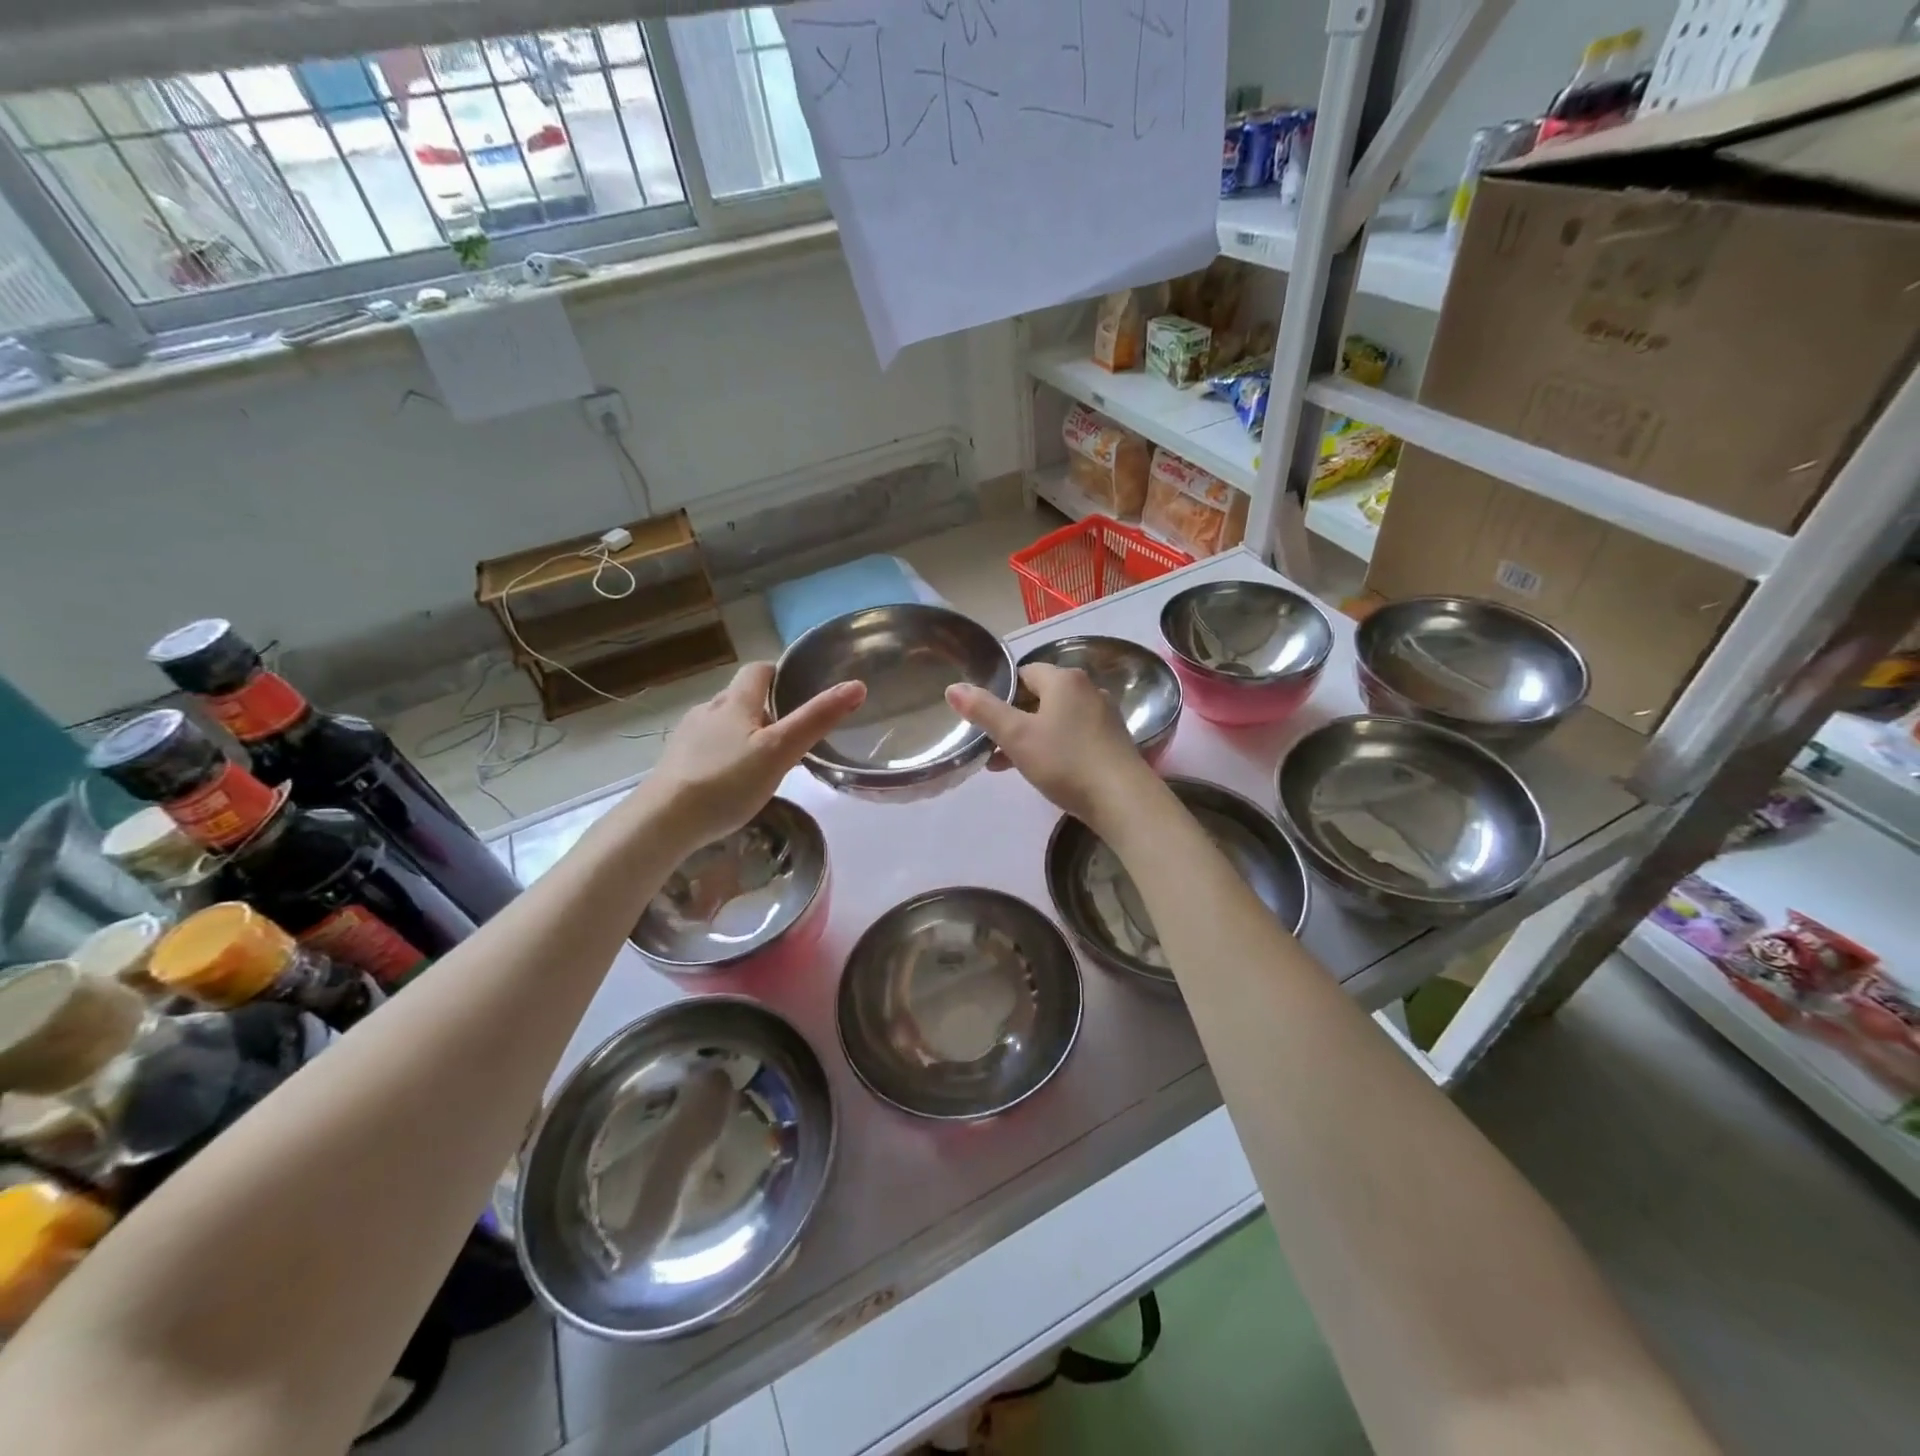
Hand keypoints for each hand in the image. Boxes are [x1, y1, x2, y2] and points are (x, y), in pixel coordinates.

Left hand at [647, 662, 864, 847]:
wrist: (663, 821)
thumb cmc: (726, 781)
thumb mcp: (780, 751)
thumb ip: (817, 719)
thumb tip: (856, 685)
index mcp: (735, 702)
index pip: (758, 670)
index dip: (780, 674)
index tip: (800, 690)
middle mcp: (709, 710)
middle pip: (742, 697)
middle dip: (767, 708)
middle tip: (793, 732)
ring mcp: (689, 737)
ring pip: (725, 723)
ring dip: (746, 732)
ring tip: (767, 759)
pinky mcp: (677, 763)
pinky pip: (709, 747)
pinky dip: (726, 754)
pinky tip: (734, 780)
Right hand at [946, 663, 1159, 828]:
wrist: (1122, 799)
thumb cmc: (1065, 761)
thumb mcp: (1016, 736)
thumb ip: (984, 710)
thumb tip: (953, 687)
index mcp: (1065, 679)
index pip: (1024, 673)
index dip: (1001, 693)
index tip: (984, 718)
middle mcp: (1088, 689)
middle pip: (1040, 696)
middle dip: (1013, 718)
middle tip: (991, 745)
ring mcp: (1104, 716)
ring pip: (1056, 718)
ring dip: (1030, 736)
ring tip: (1007, 764)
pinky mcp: (1113, 741)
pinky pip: (1074, 735)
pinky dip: (1054, 747)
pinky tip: (1042, 772)